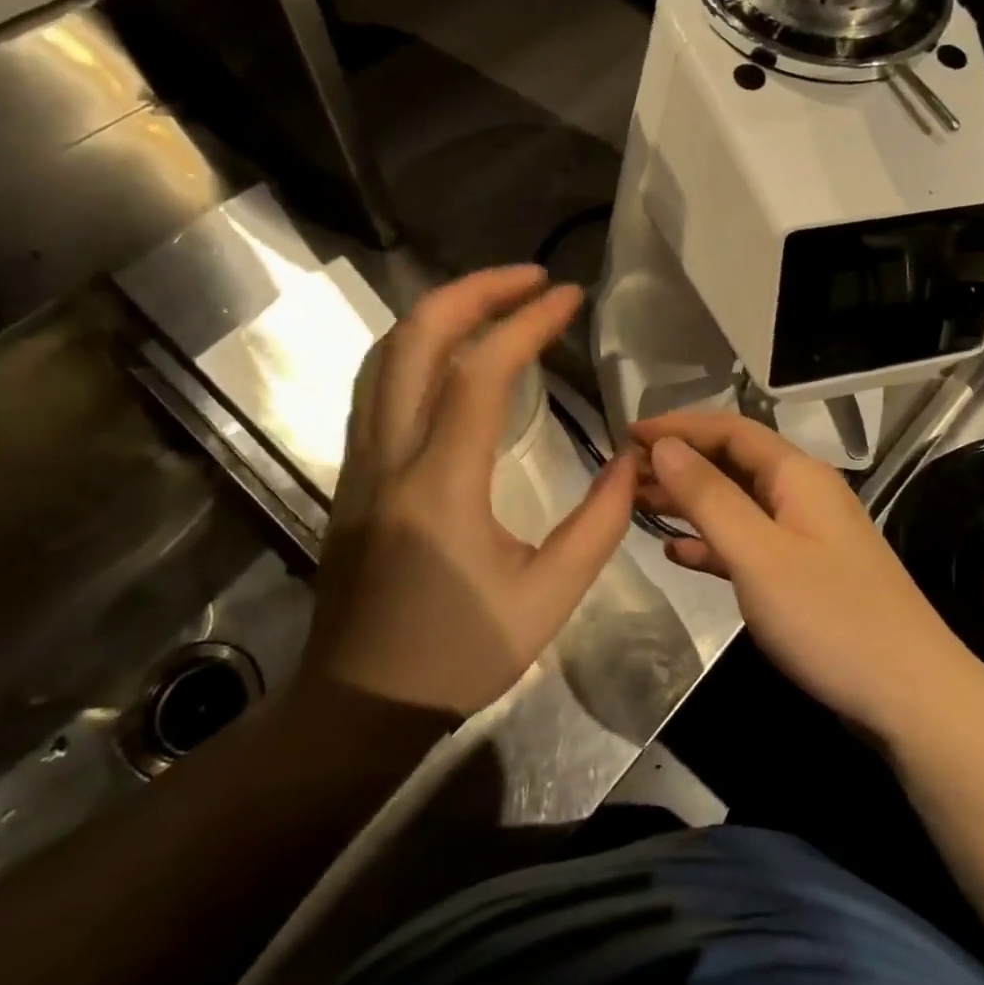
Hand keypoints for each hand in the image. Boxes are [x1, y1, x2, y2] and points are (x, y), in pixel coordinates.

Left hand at [299, 266, 634, 718]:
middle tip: (530, 278)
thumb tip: (631, 461)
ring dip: (441, 312)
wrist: (359, 706)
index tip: (569, 297)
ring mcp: (360, 463)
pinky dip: (417, 345)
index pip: (479, 372)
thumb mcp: (549, 599)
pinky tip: (454, 350)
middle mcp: (390, 458)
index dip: (527, 322)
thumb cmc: (458, 656)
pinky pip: (377, 384)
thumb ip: (599, 524)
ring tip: (497, 298)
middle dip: (474, 291)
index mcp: (441, 486)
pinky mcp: (352, 474)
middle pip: (414, 341)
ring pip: (384, 356)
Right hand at [631, 412, 975, 743]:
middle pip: (734, 462)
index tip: (627, 434)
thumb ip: (709, 497)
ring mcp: (807, 535)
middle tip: (623, 476)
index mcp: (798, 475)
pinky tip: (678, 553)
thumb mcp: (759, 554)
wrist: (909, 694)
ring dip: (691, 501)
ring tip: (638, 506)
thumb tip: (665, 447)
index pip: (730, 430)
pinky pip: (750, 543)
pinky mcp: (806, 573)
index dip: (679, 427)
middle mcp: (804, 494)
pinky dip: (713, 542)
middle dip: (680, 463)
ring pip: (738, 503)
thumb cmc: (829, 618)